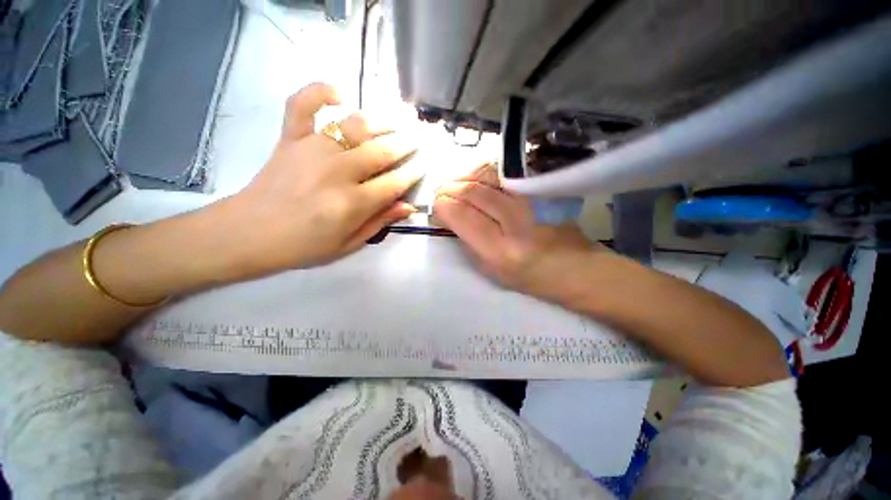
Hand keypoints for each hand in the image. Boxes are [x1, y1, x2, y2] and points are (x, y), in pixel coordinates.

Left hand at [228, 83, 421, 273]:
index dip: (413, 173)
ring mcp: (312, 150)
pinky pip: (302, 104)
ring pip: (354, 125)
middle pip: (381, 151)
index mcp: (352, 204)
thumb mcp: (348, 244)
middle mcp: (336, 172)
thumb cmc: (304, 245)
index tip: (424, 165)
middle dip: (406, 144)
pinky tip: (339, 94)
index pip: (394, 183)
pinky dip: (319, 91)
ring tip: (396, 120)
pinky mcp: (290, 138)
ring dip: (381, 120)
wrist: (248, 233)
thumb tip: (408, 206)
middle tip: (418, 139)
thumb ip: (379, 222)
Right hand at [433, 164, 603, 300]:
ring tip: (455, 186)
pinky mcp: (541, 187)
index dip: (442, 207)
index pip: (461, 215)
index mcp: (501, 250)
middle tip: (440, 195)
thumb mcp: (490, 270)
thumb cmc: (529, 276)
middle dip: (448, 189)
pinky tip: (476, 180)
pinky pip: (504, 171)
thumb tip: (449, 215)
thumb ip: (466, 241)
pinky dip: (482, 172)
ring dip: (463, 177)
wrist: (575, 267)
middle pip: (472, 191)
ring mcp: (531, 199)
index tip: (437, 209)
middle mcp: (516, 221)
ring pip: (486, 174)